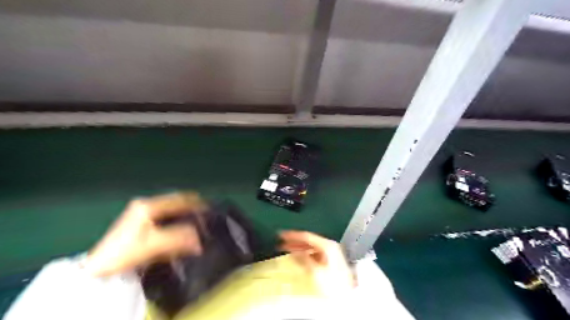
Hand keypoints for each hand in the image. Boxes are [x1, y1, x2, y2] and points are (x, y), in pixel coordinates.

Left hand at [84, 193, 208, 277]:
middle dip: (190, 208)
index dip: (195, 203)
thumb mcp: (154, 244)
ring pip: (170, 209)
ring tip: (197, 221)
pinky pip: (165, 217)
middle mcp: (145, 205)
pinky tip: (182, 228)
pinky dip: (176, 220)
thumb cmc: (124, 252)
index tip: (209, 208)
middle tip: (205, 215)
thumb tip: (200, 239)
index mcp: (147, 205)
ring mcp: (141, 213)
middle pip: (175, 202)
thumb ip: (179, 238)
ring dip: (184, 214)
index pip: (178, 199)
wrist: (98, 268)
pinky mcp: (140, 222)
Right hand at [278, 230, 354, 294]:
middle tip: (281, 241)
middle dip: (294, 241)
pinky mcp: (330, 261)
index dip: (293, 235)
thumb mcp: (316, 271)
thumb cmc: (334, 283)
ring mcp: (330, 253)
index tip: (282, 235)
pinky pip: (313, 253)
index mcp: (327, 245)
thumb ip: (304, 258)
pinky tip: (298, 257)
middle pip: (309, 241)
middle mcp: (329, 246)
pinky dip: (304, 254)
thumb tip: (294, 251)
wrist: (348, 296)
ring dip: (298, 247)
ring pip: (311, 247)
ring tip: (286, 249)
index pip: (307, 236)